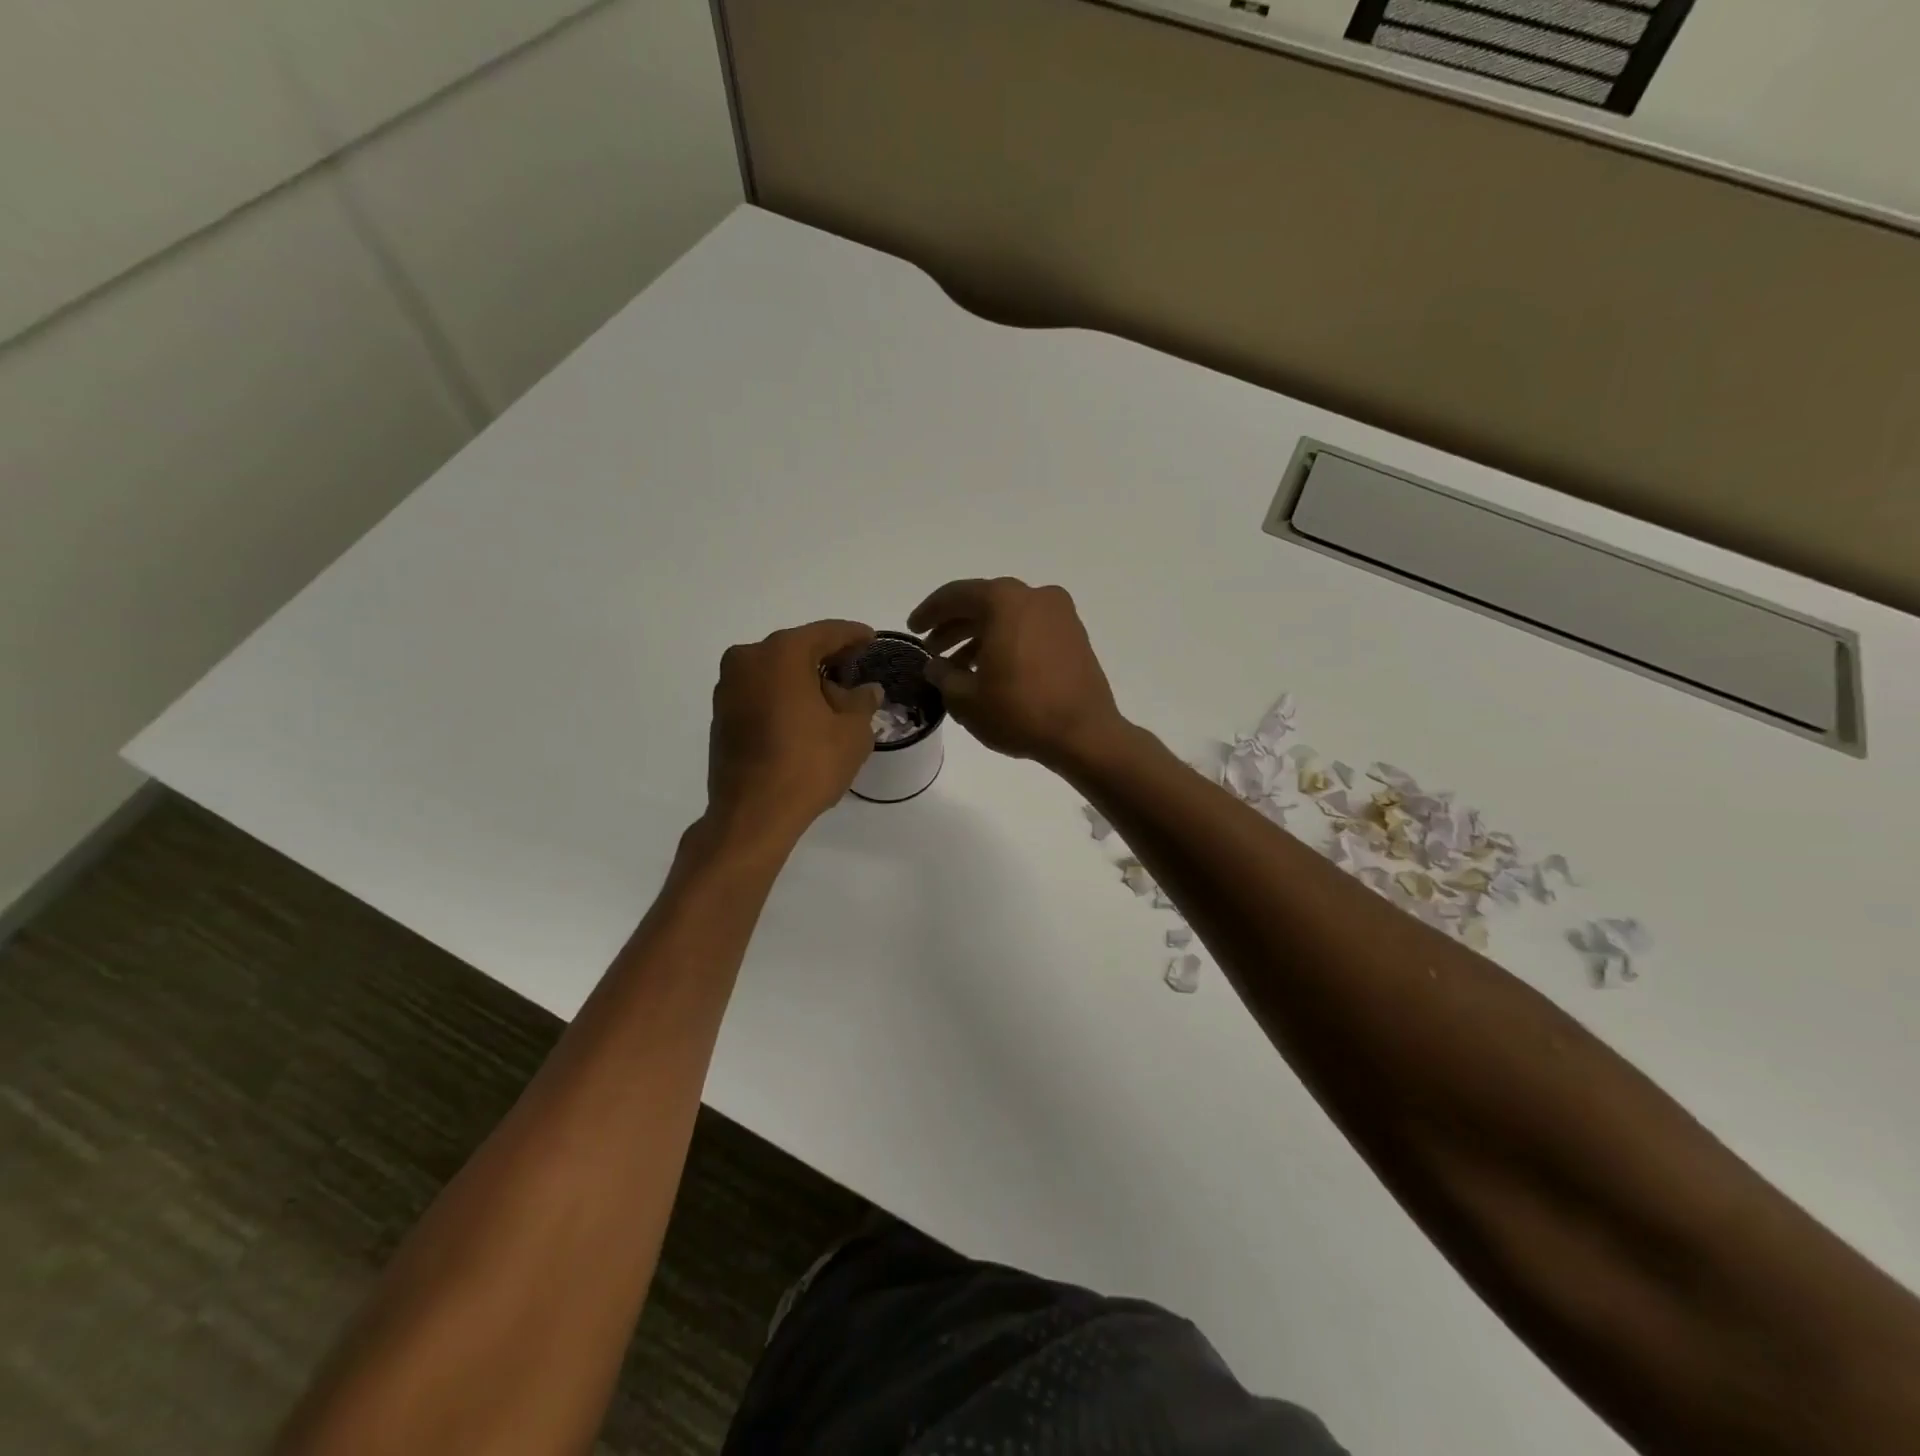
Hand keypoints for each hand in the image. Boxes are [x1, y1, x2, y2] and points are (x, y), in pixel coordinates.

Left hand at [706, 620, 883, 838]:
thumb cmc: (808, 764)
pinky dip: (783, 696)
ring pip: (775, 671)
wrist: (752, 814)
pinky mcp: (721, 714)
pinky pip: (761, 692)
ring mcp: (728, 687)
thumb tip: (867, 689)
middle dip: (827, 657)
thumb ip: (862, 702)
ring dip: (803, 679)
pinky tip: (805, 715)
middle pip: (796, 649)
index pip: (825, 633)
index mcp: (781, 654)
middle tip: (854, 668)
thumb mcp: (852, 732)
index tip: (871, 638)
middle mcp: (748, 660)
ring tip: (833, 698)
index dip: (853, 635)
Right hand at [908, 578, 1124, 769]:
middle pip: (984, 603)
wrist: (1085, 734)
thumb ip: (943, 674)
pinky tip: (992, 671)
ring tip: (959, 668)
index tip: (913, 629)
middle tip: (933, 650)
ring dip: (980, 637)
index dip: (929, 612)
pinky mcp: (1074, 635)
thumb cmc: (1020, 711)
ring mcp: (1060, 614)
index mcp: (1004, 601)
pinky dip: (1007, 642)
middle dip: (955, 626)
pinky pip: (1030, 629)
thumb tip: (935, 665)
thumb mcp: (966, 698)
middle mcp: (1034, 597)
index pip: (956, 596)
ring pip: (1008, 617)